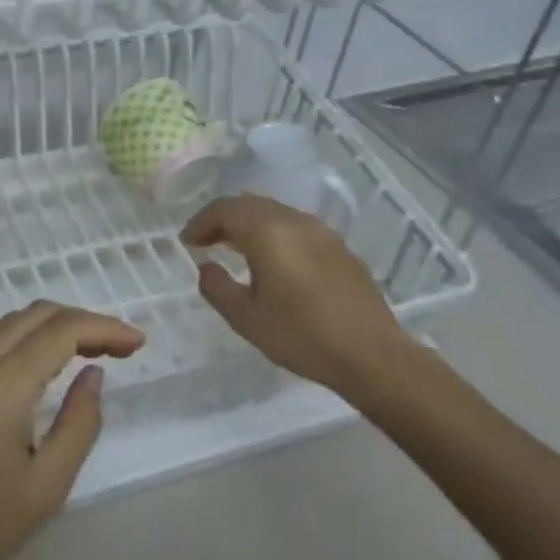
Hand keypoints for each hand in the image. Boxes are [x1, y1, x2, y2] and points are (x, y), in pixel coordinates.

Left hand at [0, 301, 143, 559]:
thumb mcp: (45, 488)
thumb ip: (78, 425)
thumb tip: (93, 375)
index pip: (58, 332)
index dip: (103, 328)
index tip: (137, 343)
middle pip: (33, 315)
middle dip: (80, 320)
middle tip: (117, 346)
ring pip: (8, 325)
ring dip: (51, 328)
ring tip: (87, 351)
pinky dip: (24, 342)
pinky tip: (42, 367)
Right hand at [183, 193, 422, 406]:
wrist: (372, 355)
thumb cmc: (302, 335)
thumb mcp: (246, 318)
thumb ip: (217, 287)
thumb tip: (206, 268)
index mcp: (267, 231)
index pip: (224, 210)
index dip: (200, 223)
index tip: (187, 243)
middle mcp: (294, 221)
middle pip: (249, 204)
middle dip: (223, 219)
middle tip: (206, 242)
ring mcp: (321, 232)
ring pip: (275, 213)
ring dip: (250, 225)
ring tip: (236, 250)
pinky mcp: (340, 248)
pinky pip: (296, 228)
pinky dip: (275, 234)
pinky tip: (275, 262)